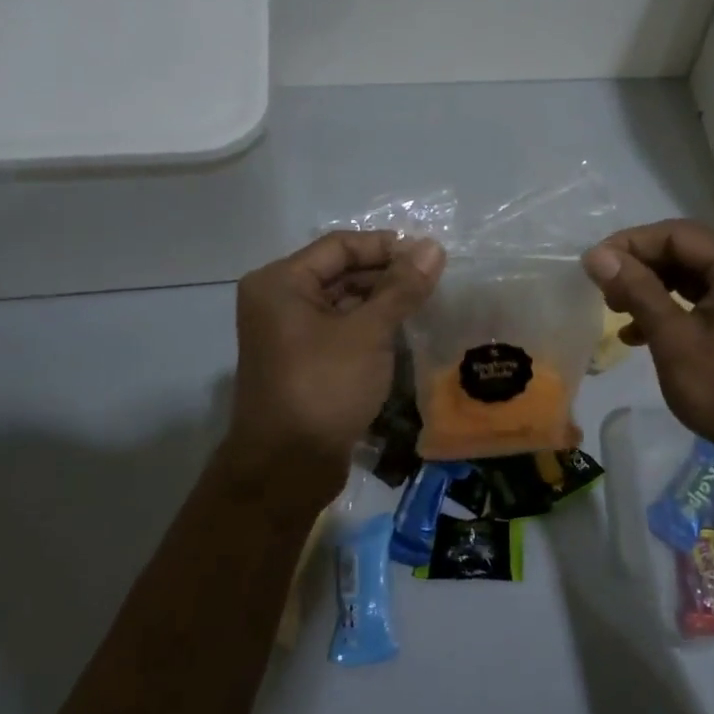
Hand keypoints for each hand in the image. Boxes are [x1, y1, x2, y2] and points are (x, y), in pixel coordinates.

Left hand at [222, 231, 444, 494]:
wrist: (288, 467)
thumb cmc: (324, 387)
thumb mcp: (368, 333)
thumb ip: (402, 288)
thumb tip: (433, 247)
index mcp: (281, 282)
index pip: (340, 246)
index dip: (386, 247)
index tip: (430, 256)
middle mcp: (279, 300)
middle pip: (340, 272)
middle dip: (386, 274)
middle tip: (434, 281)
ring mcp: (289, 333)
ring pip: (343, 302)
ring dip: (382, 301)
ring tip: (426, 303)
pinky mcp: (303, 361)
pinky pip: (340, 330)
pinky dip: (370, 327)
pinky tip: (403, 331)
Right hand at [583, 220, 713, 481]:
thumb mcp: (674, 339)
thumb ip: (637, 291)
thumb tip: (597, 255)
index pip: (676, 235)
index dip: (629, 245)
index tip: (590, 265)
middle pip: (685, 252)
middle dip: (640, 269)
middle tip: (602, 291)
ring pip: (691, 277)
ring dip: (651, 290)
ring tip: (615, 311)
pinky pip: (704, 300)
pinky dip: (672, 310)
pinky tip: (639, 334)